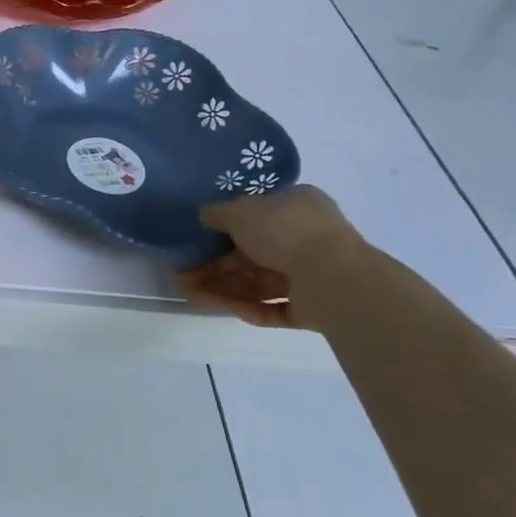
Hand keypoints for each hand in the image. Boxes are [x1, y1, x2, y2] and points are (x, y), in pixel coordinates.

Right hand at [182, 185, 367, 327]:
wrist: (332, 277)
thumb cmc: (284, 230)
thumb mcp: (240, 210)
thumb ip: (218, 212)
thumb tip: (205, 214)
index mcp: (296, 206)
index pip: (257, 215)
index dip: (224, 228)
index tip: (198, 241)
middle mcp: (307, 237)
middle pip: (252, 254)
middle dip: (215, 266)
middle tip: (183, 275)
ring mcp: (313, 274)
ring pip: (261, 283)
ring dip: (225, 289)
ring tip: (191, 296)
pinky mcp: (315, 307)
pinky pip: (279, 307)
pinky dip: (255, 309)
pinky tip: (234, 310)